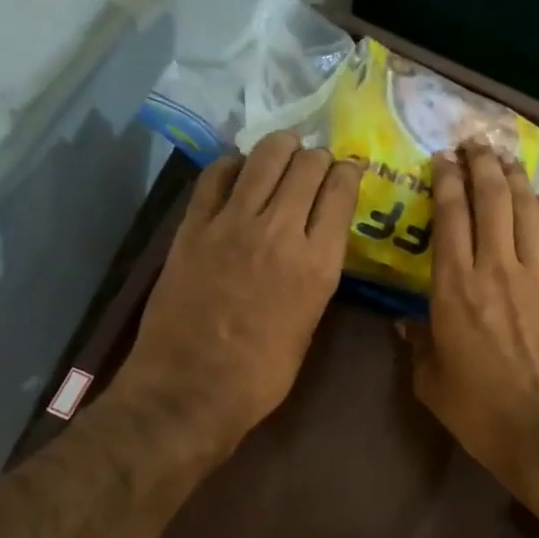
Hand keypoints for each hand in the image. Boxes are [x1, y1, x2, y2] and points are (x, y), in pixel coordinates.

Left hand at [114, 131, 363, 457]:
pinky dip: (234, 164)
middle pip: (307, 165)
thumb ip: (316, 275)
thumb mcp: (309, 324)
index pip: (341, 191)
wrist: (190, 390)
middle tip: (316, 164)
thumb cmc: (261, 375)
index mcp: (318, 263)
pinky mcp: (193, 226)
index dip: (349, 173)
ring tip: (284, 150)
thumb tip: (314, 244)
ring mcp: (231, 223)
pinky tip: (240, 171)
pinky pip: (216, 175)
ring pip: (264, 157)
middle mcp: (280, 231)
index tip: (348, 171)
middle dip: (318, 157)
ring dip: (281, 147)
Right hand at [405, 145, 538, 500]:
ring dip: (514, 179)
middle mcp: (495, 267)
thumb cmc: (480, 410)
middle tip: (474, 144)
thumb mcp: (432, 381)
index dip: (445, 181)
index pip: (449, 217)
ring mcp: (537, 275)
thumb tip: (404, 322)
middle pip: (490, 200)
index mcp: (454, 287)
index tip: (442, 159)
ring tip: (505, 157)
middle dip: (480, 165)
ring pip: (525, 210)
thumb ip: (417, 344)